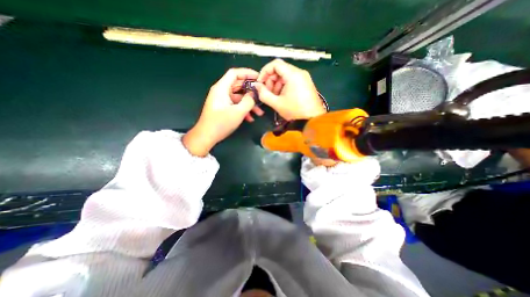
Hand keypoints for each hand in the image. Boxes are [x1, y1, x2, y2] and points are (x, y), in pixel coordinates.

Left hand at [183, 68, 263, 156]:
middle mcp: (221, 92)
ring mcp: (222, 100)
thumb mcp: (238, 112)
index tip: (259, 78)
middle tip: (262, 95)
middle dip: (251, 91)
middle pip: (238, 85)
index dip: (247, 73)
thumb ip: (248, 101)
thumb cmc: (221, 123)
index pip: (235, 73)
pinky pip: (235, 105)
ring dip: (249, 104)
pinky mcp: (223, 108)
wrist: (206, 136)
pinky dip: (243, 109)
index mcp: (222, 88)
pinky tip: (250, 118)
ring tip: (259, 112)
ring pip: (238, 97)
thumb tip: (255, 94)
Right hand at [255, 59, 324, 120]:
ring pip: (286, 75)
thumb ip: (264, 94)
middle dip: (271, 80)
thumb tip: (257, 86)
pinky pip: (292, 80)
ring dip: (277, 84)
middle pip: (280, 69)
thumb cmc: (295, 111)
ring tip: (275, 96)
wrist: (312, 120)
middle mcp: (300, 72)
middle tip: (267, 92)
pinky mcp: (306, 83)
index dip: (265, 71)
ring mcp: (304, 78)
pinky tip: (282, 96)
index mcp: (293, 75)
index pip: (275, 64)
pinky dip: (284, 86)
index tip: (260, 83)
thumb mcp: (276, 103)